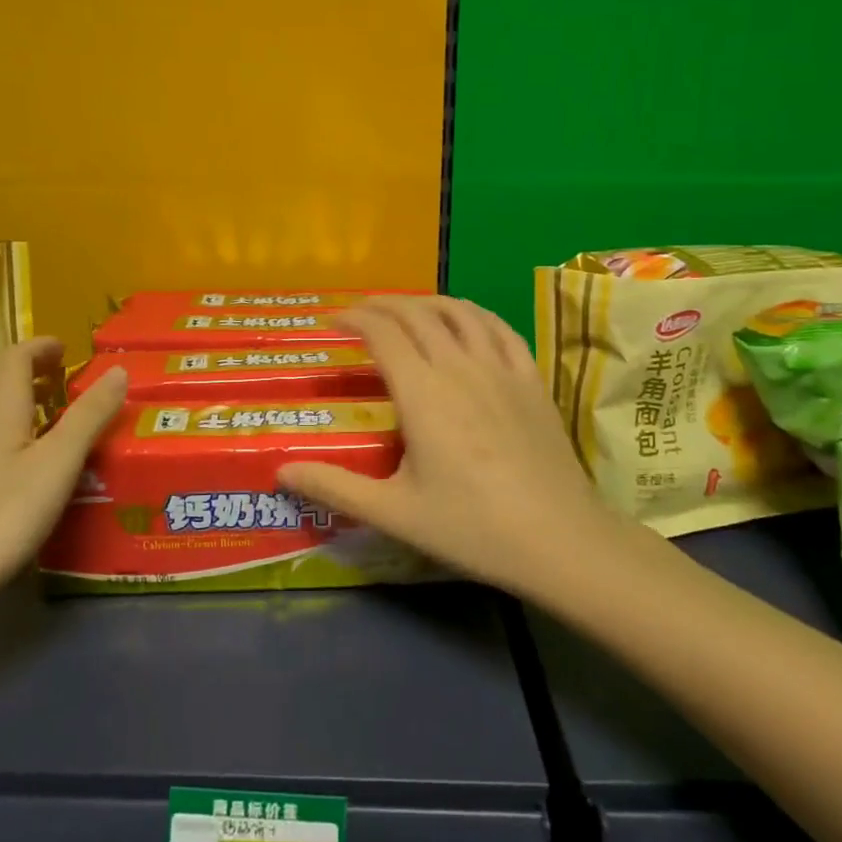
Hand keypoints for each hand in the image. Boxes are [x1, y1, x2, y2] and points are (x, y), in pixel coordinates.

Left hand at [0, 338, 126, 614]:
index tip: (70, 349)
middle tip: (73, 378)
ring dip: (29, 402)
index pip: (16, 357)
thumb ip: (89, 415)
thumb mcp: (59, 461)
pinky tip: (37, 463)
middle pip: (3, 381)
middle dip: (37, 371)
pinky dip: (20, 432)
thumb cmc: (3, 512)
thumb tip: (118, 370)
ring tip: (64, 417)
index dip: (43, 347)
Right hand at [278, 297, 630, 598]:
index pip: (381, 333)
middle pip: (417, 314)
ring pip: (459, 312)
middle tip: (359, 312)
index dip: (353, 319)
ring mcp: (501, 368)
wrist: (560, 539)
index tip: (332, 321)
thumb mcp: (394, 513)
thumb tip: (280, 471)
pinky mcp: (531, 379)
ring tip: (406, 308)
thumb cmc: (472, 527)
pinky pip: (499, 327)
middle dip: (382, 304)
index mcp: (422, 392)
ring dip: (426, 301)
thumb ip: (335, 486)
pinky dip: (473, 313)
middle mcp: (459, 366)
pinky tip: (466, 320)